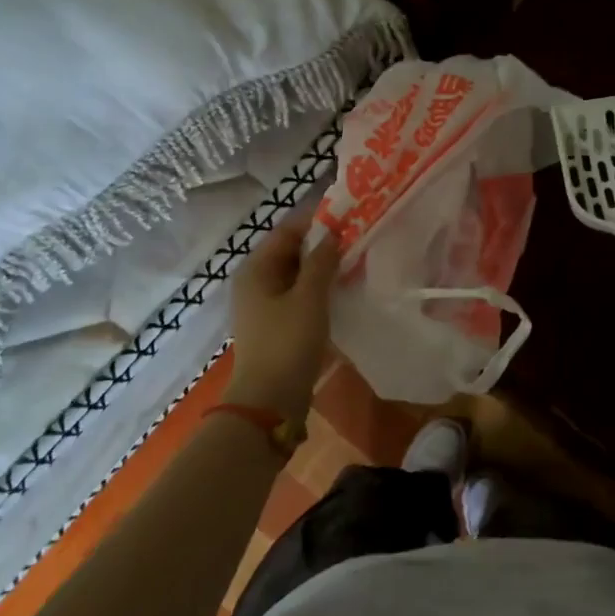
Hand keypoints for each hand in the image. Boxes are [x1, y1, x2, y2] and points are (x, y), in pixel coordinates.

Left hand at [224, 208, 341, 422]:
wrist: (270, 401)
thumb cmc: (287, 343)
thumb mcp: (309, 297)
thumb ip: (321, 261)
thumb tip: (333, 234)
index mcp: (256, 268)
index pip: (288, 230)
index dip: (318, 219)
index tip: (350, 214)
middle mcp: (255, 281)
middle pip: (291, 251)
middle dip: (323, 243)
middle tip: (359, 236)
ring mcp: (264, 304)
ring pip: (297, 274)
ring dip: (323, 267)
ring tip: (356, 260)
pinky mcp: (276, 324)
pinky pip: (299, 295)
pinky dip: (319, 288)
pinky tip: (343, 290)